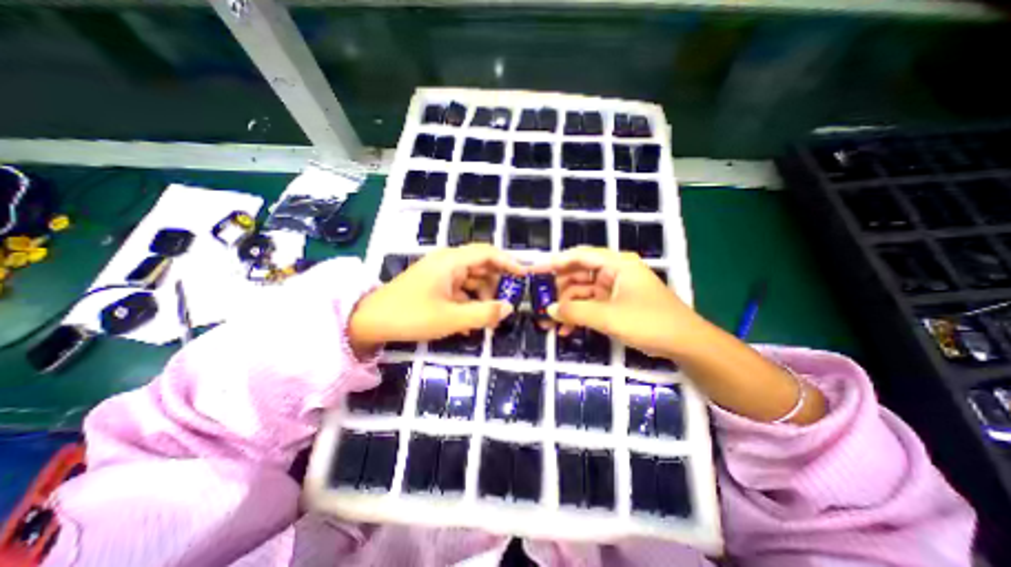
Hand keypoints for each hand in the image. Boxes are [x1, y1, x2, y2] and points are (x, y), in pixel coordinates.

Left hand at [349, 241, 525, 356]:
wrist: (368, 322)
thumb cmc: (411, 316)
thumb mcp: (451, 319)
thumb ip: (484, 313)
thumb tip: (509, 307)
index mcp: (452, 261)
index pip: (488, 253)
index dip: (509, 262)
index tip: (524, 276)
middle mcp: (448, 262)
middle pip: (481, 267)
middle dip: (496, 286)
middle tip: (505, 307)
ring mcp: (440, 274)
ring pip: (471, 281)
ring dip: (482, 298)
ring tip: (487, 320)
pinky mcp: (434, 285)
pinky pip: (459, 290)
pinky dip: (468, 303)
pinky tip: (469, 323)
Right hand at [536, 243, 703, 359]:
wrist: (685, 344)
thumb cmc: (649, 322)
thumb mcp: (609, 317)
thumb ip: (576, 311)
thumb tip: (548, 311)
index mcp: (616, 264)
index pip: (579, 256)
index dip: (555, 262)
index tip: (535, 272)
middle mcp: (614, 272)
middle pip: (578, 274)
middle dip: (559, 291)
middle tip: (540, 305)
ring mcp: (615, 289)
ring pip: (582, 292)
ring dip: (567, 307)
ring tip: (550, 323)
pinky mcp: (616, 304)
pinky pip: (591, 305)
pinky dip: (579, 315)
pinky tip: (567, 330)